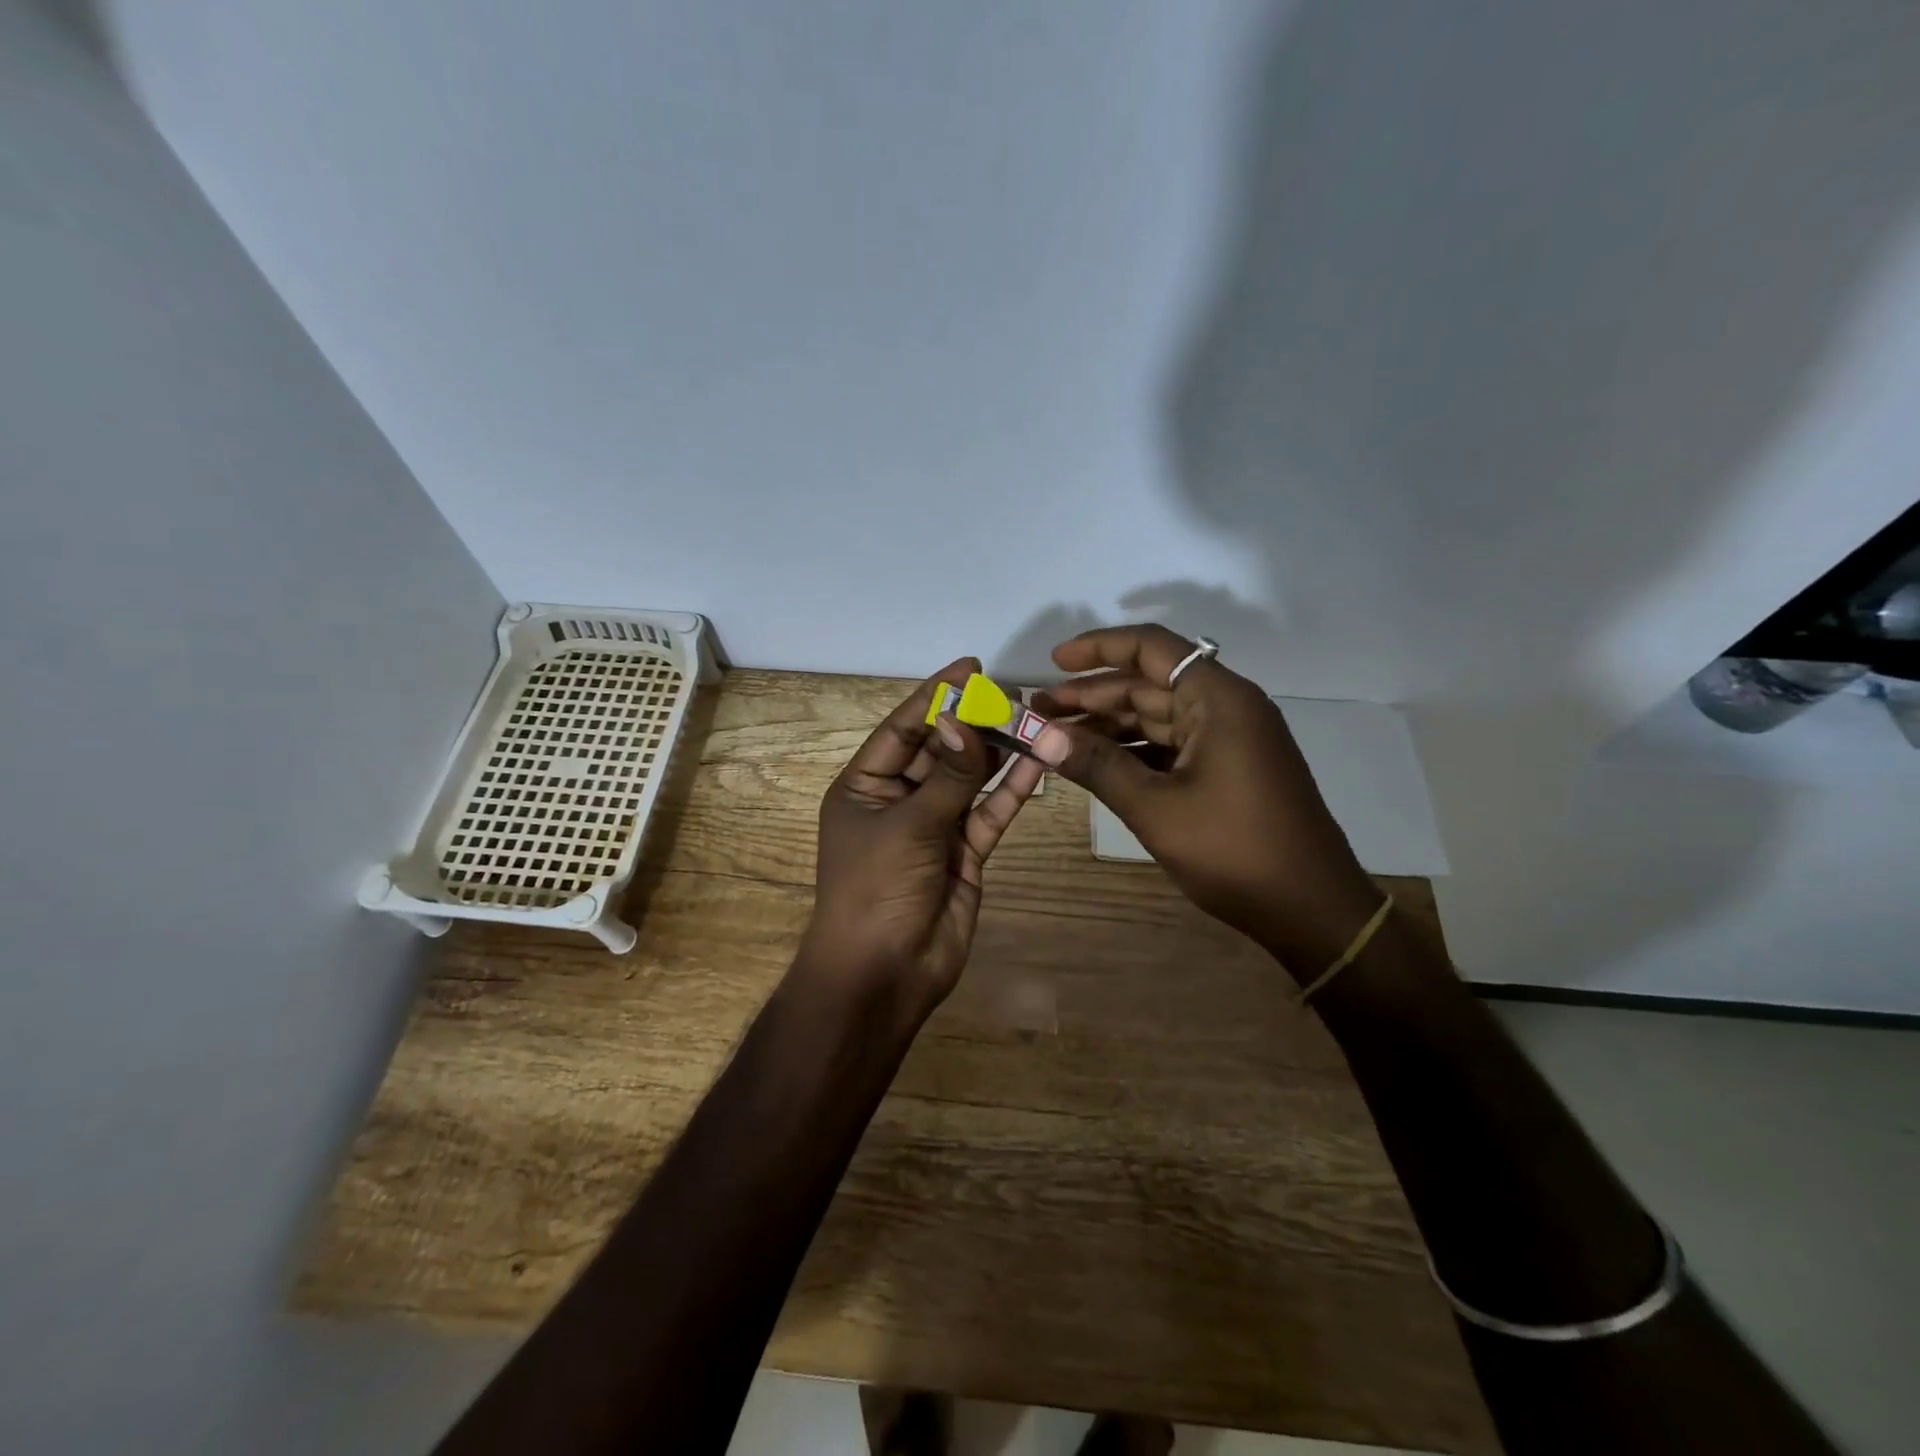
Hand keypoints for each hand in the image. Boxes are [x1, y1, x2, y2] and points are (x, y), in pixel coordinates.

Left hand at [801, 658, 1044, 1011]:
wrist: (884, 974)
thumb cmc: (876, 888)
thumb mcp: (909, 824)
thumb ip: (948, 774)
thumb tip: (966, 718)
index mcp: (864, 785)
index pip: (903, 728)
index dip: (936, 696)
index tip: (972, 667)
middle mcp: (898, 799)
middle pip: (941, 750)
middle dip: (974, 723)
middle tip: (1014, 695)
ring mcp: (934, 826)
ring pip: (970, 779)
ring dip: (998, 753)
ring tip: (1033, 719)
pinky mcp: (965, 852)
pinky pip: (990, 812)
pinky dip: (1012, 790)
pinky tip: (1038, 763)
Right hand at [1034, 625, 1382, 974]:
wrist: (1311, 909)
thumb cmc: (1234, 850)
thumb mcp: (1156, 807)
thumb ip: (1098, 765)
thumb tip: (1043, 737)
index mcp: (1219, 699)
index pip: (1152, 648)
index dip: (1099, 649)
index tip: (1054, 663)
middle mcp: (1227, 707)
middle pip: (1150, 683)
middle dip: (1092, 695)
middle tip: (1040, 712)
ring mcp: (1230, 739)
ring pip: (1158, 716)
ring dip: (1109, 724)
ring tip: (1058, 737)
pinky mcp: (1229, 768)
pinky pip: (1172, 744)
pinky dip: (1133, 749)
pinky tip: (1096, 762)